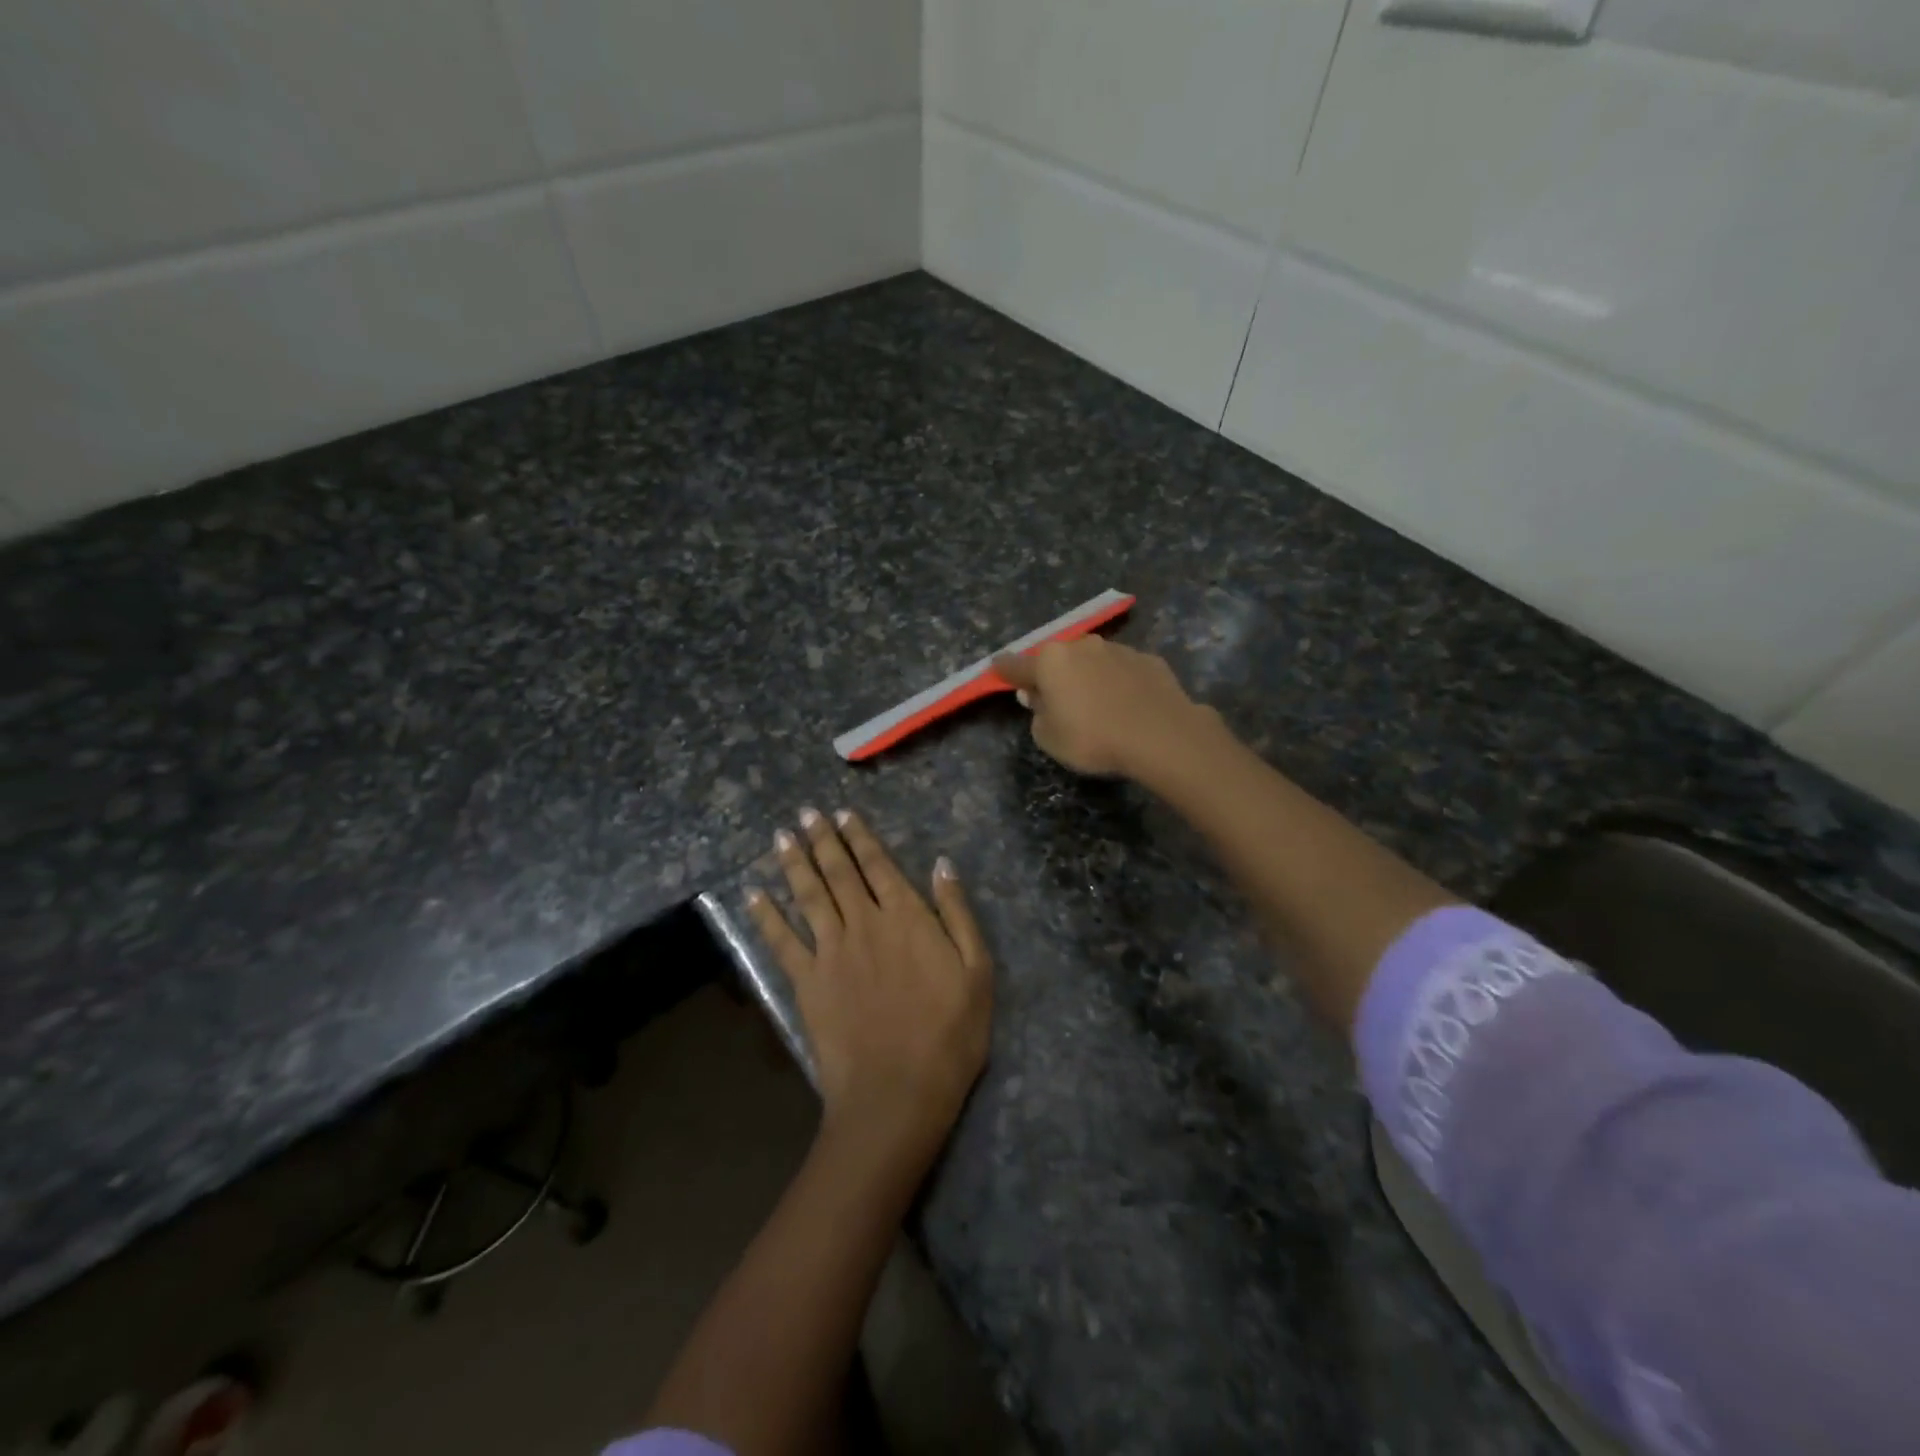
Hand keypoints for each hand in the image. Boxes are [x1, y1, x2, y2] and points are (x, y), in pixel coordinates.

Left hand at [746, 809, 992, 1173]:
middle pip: (838, 872)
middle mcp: (864, 923)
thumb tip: (942, 865)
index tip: (842, 814)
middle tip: (805, 813)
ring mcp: (830, 952)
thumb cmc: (949, 1034)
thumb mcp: (977, 971)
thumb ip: (957, 913)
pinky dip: (766, 916)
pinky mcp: (807, 983)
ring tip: (780, 837)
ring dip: (793, 863)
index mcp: (906, 917)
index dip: (858, 837)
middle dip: (821, 839)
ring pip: (808, 896)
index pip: (878, 865)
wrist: (898, 1093)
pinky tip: (753, 895)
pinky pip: (782, 942)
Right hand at [993, 636, 1214, 778]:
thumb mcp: (1049, 738)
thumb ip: (1037, 715)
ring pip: (1093, 661)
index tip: (997, 668)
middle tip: (1057, 700)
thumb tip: (1038, 698)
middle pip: (1058, 660)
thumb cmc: (1093, 738)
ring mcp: (1118, 649)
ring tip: (1098, 705)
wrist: (1161, 735)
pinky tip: (1128, 705)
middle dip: (1054, 675)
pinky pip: (1123, 671)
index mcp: (1050, 662)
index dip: (1004, 670)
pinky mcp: (1148, 660)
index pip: (1016, 665)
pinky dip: (1119, 683)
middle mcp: (1082, 646)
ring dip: (1088, 677)